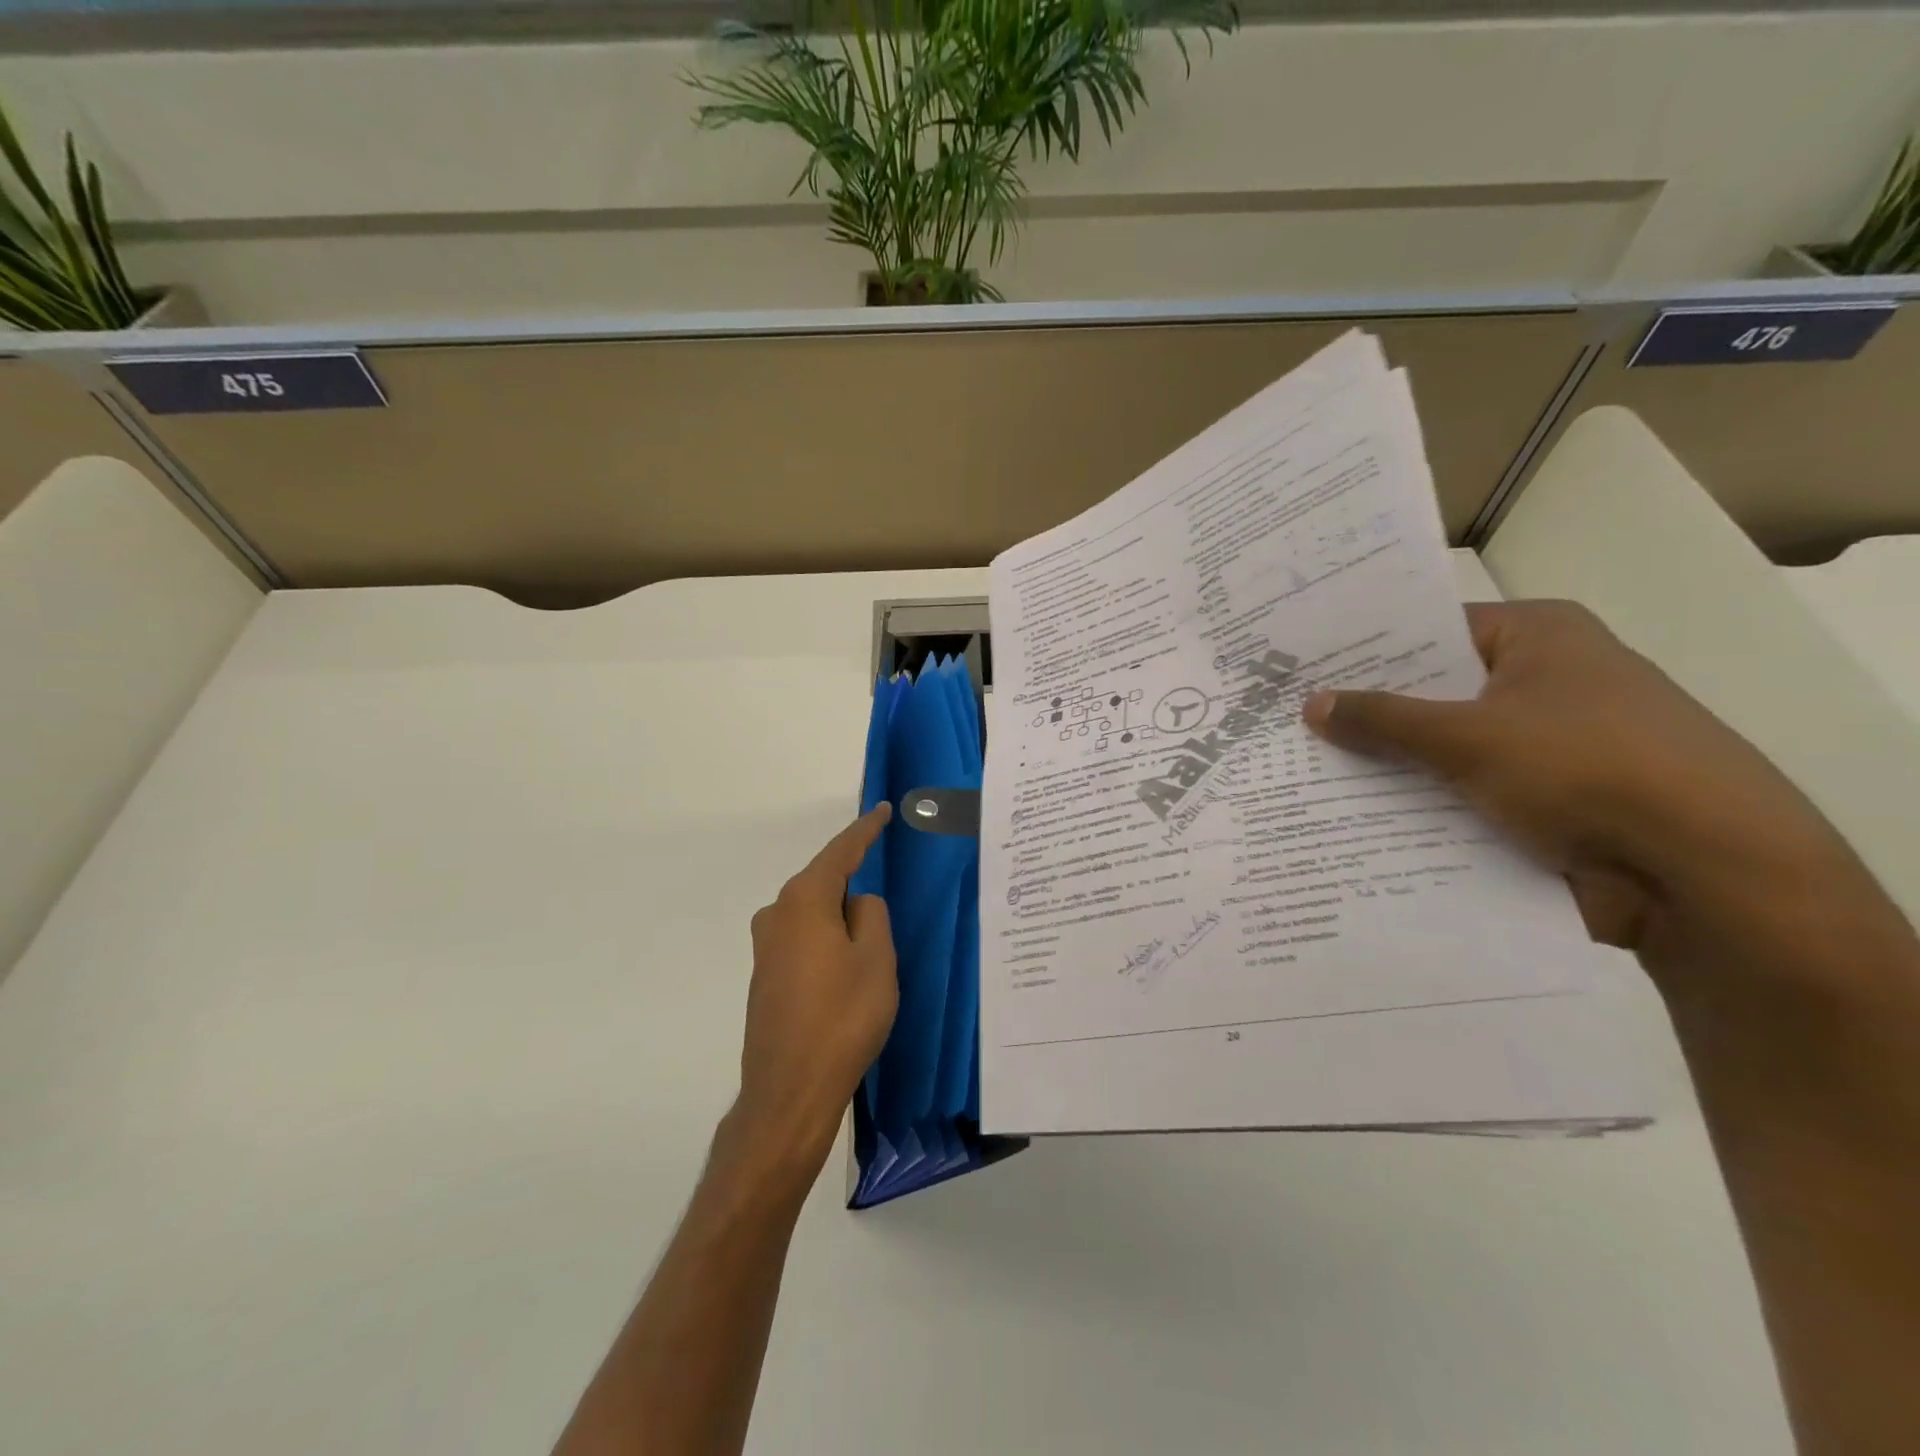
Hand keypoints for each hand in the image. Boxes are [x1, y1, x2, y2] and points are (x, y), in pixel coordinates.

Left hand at [731, 805, 897, 1174]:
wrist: (789, 1090)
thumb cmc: (842, 1017)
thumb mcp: (876, 959)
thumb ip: (871, 915)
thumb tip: (857, 903)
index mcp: (805, 900)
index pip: (841, 852)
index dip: (866, 830)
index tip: (884, 810)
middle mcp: (777, 914)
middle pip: (824, 882)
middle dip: (855, 885)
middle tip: (887, 901)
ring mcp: (766, 947)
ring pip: (814, 915)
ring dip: (842, 921)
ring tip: (871, 948)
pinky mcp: (765, 976)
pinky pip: (804, 940)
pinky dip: (828, 942)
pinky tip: (845, 971)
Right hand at [1302, 600, 1901, 996]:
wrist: (1705, 875)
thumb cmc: (1586, 770)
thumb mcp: (1467, 736)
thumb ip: (1383, 719)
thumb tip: (1310, 703)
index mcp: (1538, 637)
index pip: (1430, 629)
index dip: (1365, 649)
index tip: (1302, 666)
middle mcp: (1544, 680)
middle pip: (1434, 690)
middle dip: (1369, 712)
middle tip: (1289, 718)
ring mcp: (1547, 743)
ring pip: (1445, 746)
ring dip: (1391, 763)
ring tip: (1306, 769)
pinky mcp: (1545, 799)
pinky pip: (1464, 790)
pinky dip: (1422, 802)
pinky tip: (1357, 813)